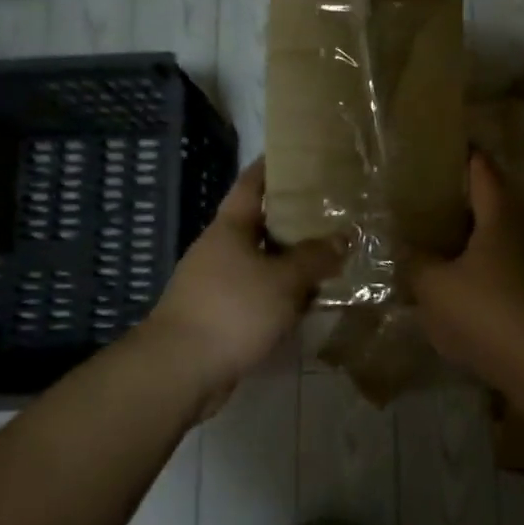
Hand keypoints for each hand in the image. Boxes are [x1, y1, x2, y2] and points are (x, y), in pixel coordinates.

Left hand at [147, 159, 345, 415]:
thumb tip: (344, 237)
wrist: (179, 371)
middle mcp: (222, 249)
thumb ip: (315, 257)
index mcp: (230, 228)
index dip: (273, 166)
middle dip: (296, 219)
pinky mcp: (222, 315)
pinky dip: (283, 295)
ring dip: (293, 262)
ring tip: (332, 256)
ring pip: (264, 263)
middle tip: (334, 210)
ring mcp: (218, 283)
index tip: (299, 153)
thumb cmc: (232, 310)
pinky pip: (260, 295)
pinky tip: (310, 302)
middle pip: (262, 224)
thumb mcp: (283, 280)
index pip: (252, 183)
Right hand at [410, 152, 523, 378]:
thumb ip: (416, 263)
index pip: (483, 174)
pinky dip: (481, 271)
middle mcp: (522, 236)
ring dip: (474, 238)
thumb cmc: (488, 313)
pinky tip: (459, 288)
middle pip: (495, 206)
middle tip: (435, 195)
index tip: (454, 144)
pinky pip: (502, 273)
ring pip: (500, 242)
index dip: (469, 157)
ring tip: (441, 240)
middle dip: (468, 199)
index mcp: (498, 220)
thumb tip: (404, 247)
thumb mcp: (435, 287)